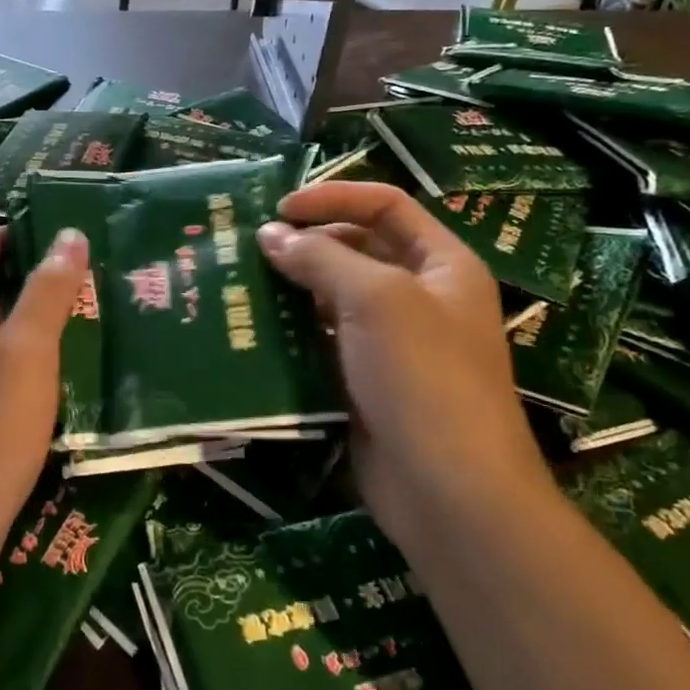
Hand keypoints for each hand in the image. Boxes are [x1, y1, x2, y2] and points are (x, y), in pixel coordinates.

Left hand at [0, 225, 89, 590]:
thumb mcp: (26, 352)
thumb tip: (68, 234)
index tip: (42, 231)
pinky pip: (3, 381)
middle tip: (82, 276)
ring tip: (86, 322)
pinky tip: (65, 383)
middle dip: (26, 279)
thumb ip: (46, 293)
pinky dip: (33, 368)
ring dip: (34, 324)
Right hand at [256, 181, 551, 548]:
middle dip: (306, 244)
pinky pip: (321, 340)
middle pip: (356, 249)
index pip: (386, 206)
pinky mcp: (362, 380)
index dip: (334, 198)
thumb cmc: (424, 377)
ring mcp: (390, 342)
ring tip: (240, 283)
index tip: (279, 208)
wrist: (449, 492)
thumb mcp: (377, 300)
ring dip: (291, 288)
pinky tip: (253, 329)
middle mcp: (418, 296)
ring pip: (332, 297)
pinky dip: (290, 331)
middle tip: (248, 248)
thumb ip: (321, 258)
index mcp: (441, 265)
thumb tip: (269, 234)